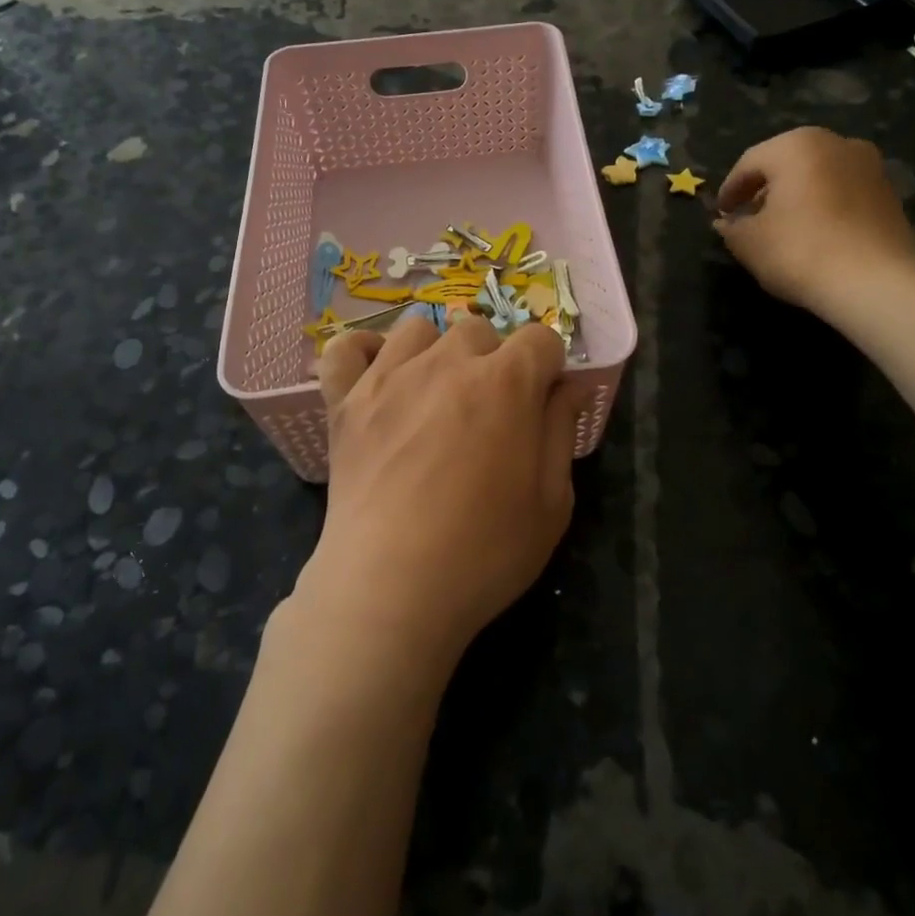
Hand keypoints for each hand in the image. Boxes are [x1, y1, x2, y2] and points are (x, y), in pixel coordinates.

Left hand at [293, 313, 578, 673]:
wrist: (391, 586)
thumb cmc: (484, 551)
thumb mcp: (551, 502)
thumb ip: (561, 431)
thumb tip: (568, 385)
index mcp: (506, 382)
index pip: (541, 339)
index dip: (548, 367)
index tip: (542, 402)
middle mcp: (448, 362)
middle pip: (480, 330)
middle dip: (494, 361)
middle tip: (488, 413)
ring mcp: (390, 376)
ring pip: (419, 330)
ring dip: (436, 352)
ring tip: (435, 395)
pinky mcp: (346, 399)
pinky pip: (347, 348)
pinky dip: (363, 353)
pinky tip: (377, 377)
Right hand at [714, 127, 914, 316]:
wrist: (875, 282)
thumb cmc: (799, 251)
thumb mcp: (748, 242)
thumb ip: (731, 227)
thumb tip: (727, 222)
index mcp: (796, 146)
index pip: (749, 163)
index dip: (730, 190)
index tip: (721, 213)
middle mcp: (836, 144)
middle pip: (786, 163)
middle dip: (764, 188)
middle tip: (747, 216)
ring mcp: (869, 166)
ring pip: (817, 175)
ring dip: (795, 195)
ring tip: (781, 226)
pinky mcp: (889, 192)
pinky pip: (842, 191)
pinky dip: (823, 205)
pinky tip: (813, 233)